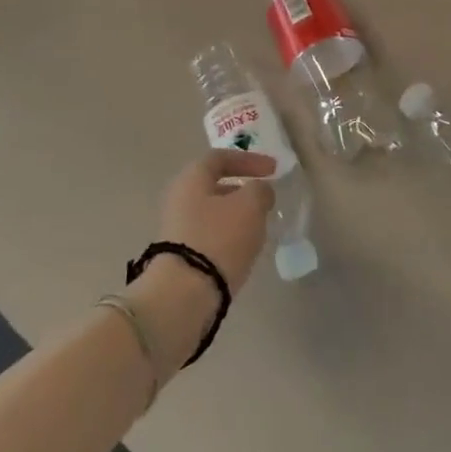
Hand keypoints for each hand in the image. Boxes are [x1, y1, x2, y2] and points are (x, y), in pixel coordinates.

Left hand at [128, 151, 274, 384]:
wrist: (184, 293)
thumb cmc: (219, 238)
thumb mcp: (250, 206)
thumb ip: (260, 190)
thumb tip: (259, 191)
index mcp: (191, 178)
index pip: (220, 157)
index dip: (249, 160)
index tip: (274, 169)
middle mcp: (179, 198)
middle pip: (213, 185)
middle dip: (242, 189)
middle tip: (265, 199)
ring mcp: (176, 227)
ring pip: (212, 211)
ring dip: (236, 214)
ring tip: (260, 226)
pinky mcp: (180, 254)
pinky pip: (209, 234)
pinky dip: (229, 235)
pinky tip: (244, 248)